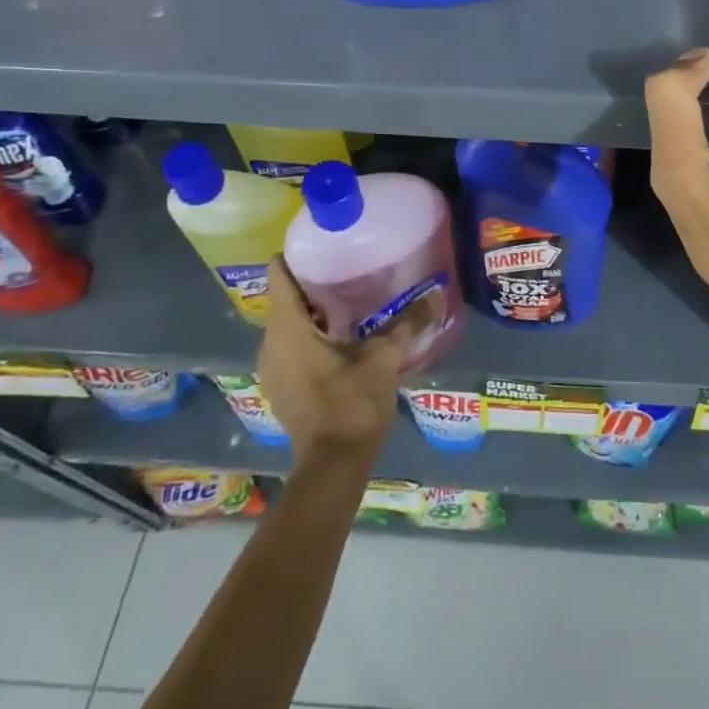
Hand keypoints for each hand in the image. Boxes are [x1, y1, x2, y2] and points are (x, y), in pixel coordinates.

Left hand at [256, 259, 431, 464]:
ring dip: (313, 309)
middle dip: (312, 280)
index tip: (324, 241)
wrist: (333, 467)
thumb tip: (437, 295)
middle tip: (348, 264)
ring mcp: (273, 367)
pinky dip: (311, 333)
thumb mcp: (383, 359)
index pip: (278, 274)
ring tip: (349, 295)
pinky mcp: (282, 385)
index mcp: (288, 328)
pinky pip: (291, 344)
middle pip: (285, 296)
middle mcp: (270, 343)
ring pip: (288, 322)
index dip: (297, 253)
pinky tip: (342, 334)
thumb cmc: (351, 404)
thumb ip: (407, 324)